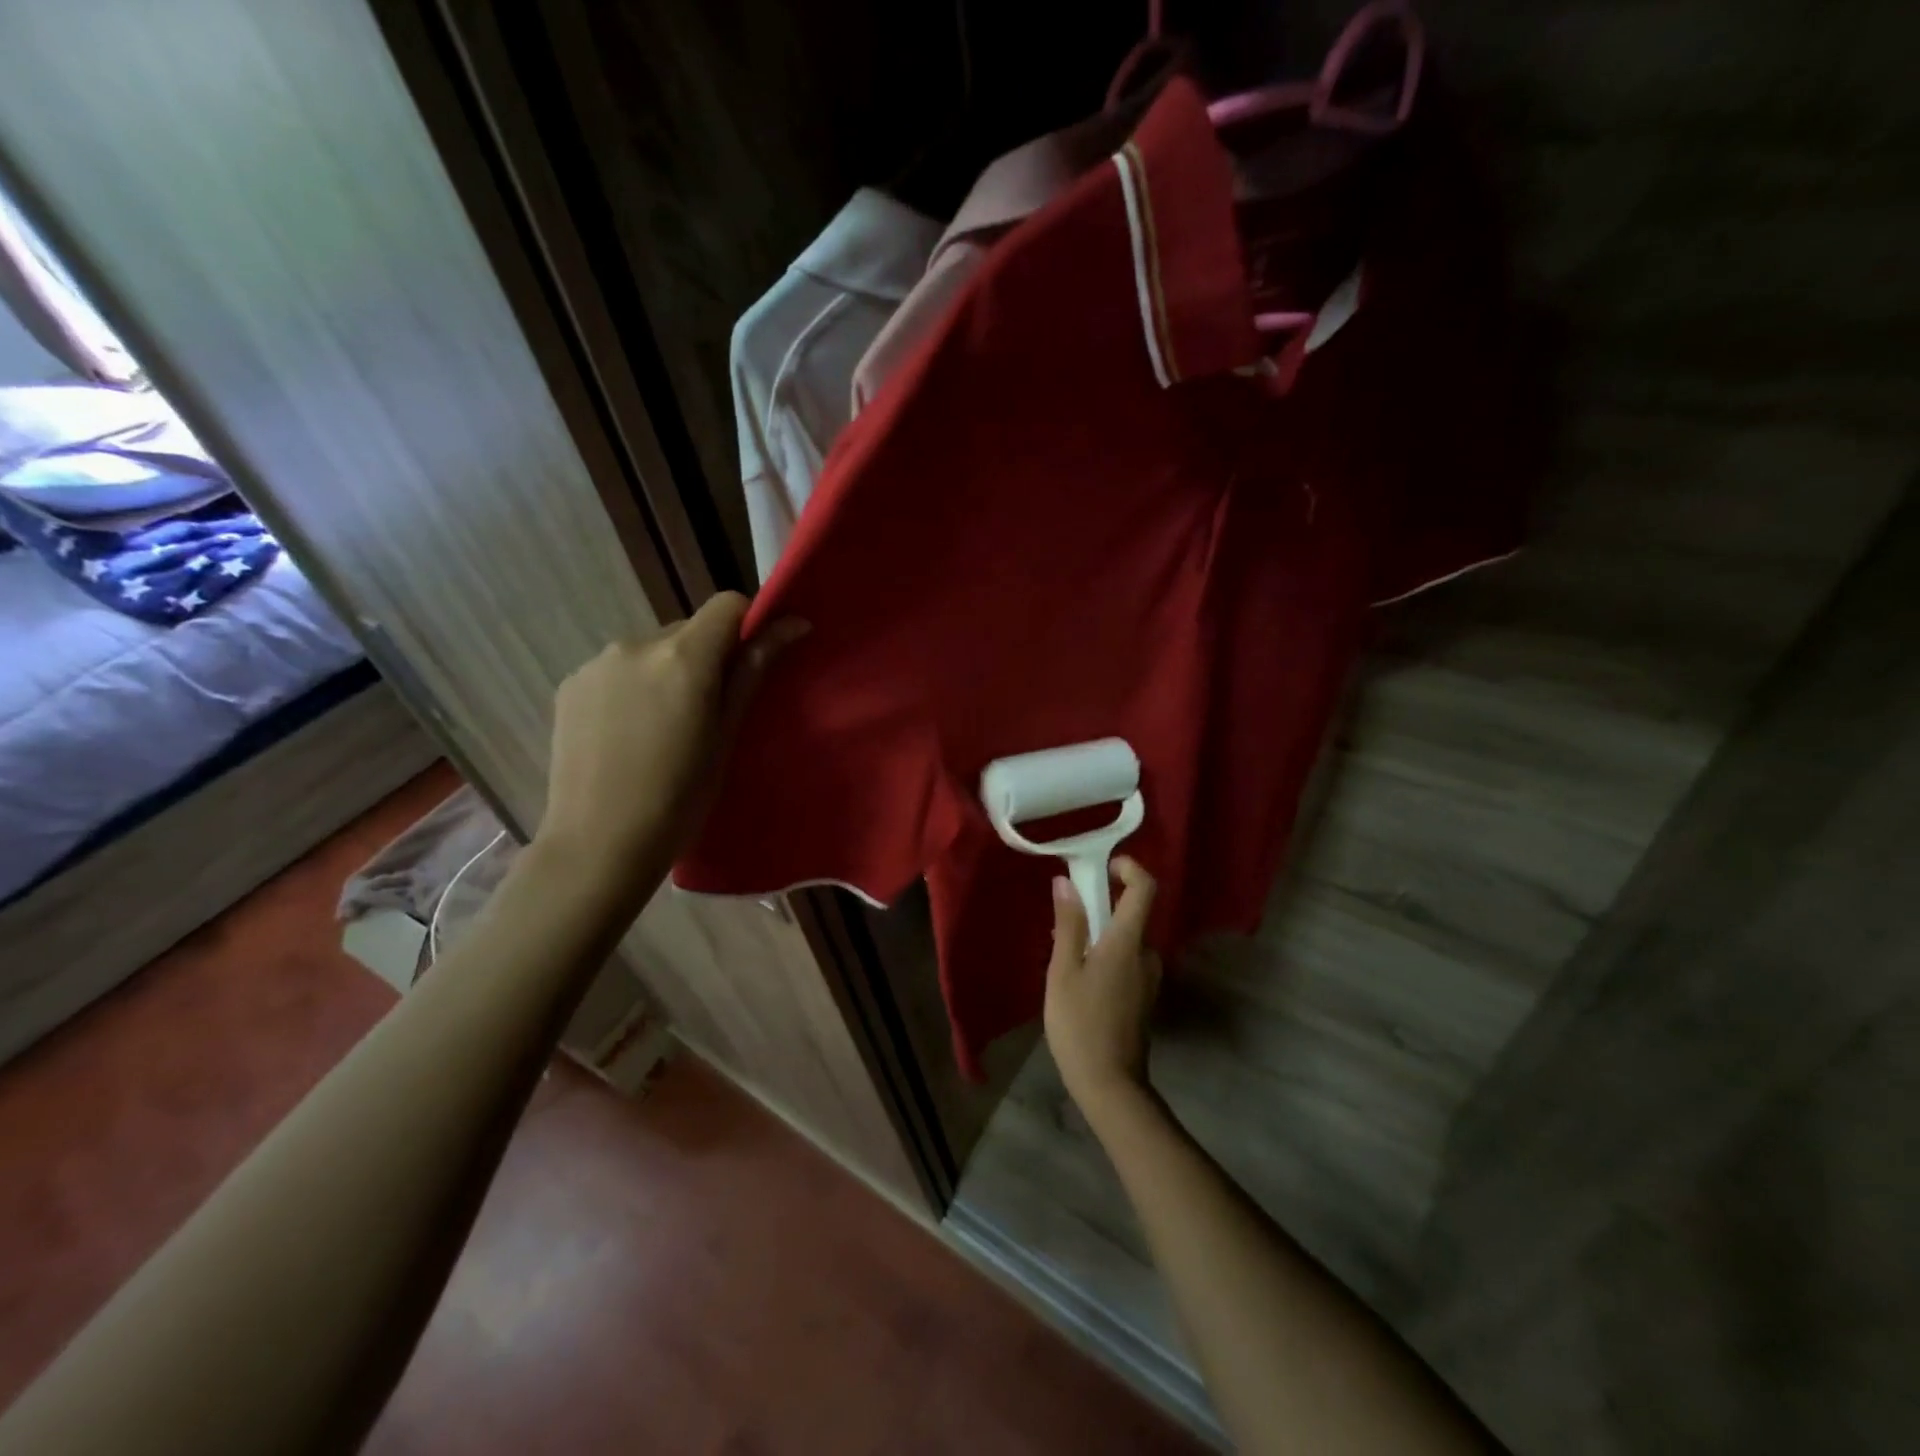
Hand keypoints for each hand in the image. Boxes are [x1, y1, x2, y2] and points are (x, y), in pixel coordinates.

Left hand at [536, 592, 804, 887]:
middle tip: (710, 710)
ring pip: (652, 650)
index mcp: (683, 657)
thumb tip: (793, 624)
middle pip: (689, 629)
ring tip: (665, 728)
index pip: (727, 604)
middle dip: (707, 656)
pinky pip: (618, 670)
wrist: (598, 844)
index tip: (754, 660)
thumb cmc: (680, 798)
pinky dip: (634, 687)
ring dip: (668, 671)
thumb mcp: (727, 735)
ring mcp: (597, 663)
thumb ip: (753, 671)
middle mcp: (637, 644)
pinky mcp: (570, 684)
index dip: (748, 623)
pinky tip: (630, 734)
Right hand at [1043, 857, 1161, 1116]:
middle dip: (1100, 907)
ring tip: (1064, 958)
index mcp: (1128, 942)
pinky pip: (1127, 961)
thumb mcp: (1064, 971)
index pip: (1145, 888)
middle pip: (1132, 914)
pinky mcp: (1144, 997)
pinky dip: (1106, 956)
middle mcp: (1147, 954)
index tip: (1103, 866)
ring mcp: (1149, 978)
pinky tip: (1079, 981)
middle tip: (1064, 922)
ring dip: (1099, 936)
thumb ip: (1068, 924)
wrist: (1110, 1085)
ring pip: (1126, 940)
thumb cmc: (1080, 1024)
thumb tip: (1066, 882)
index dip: (1129, 868)